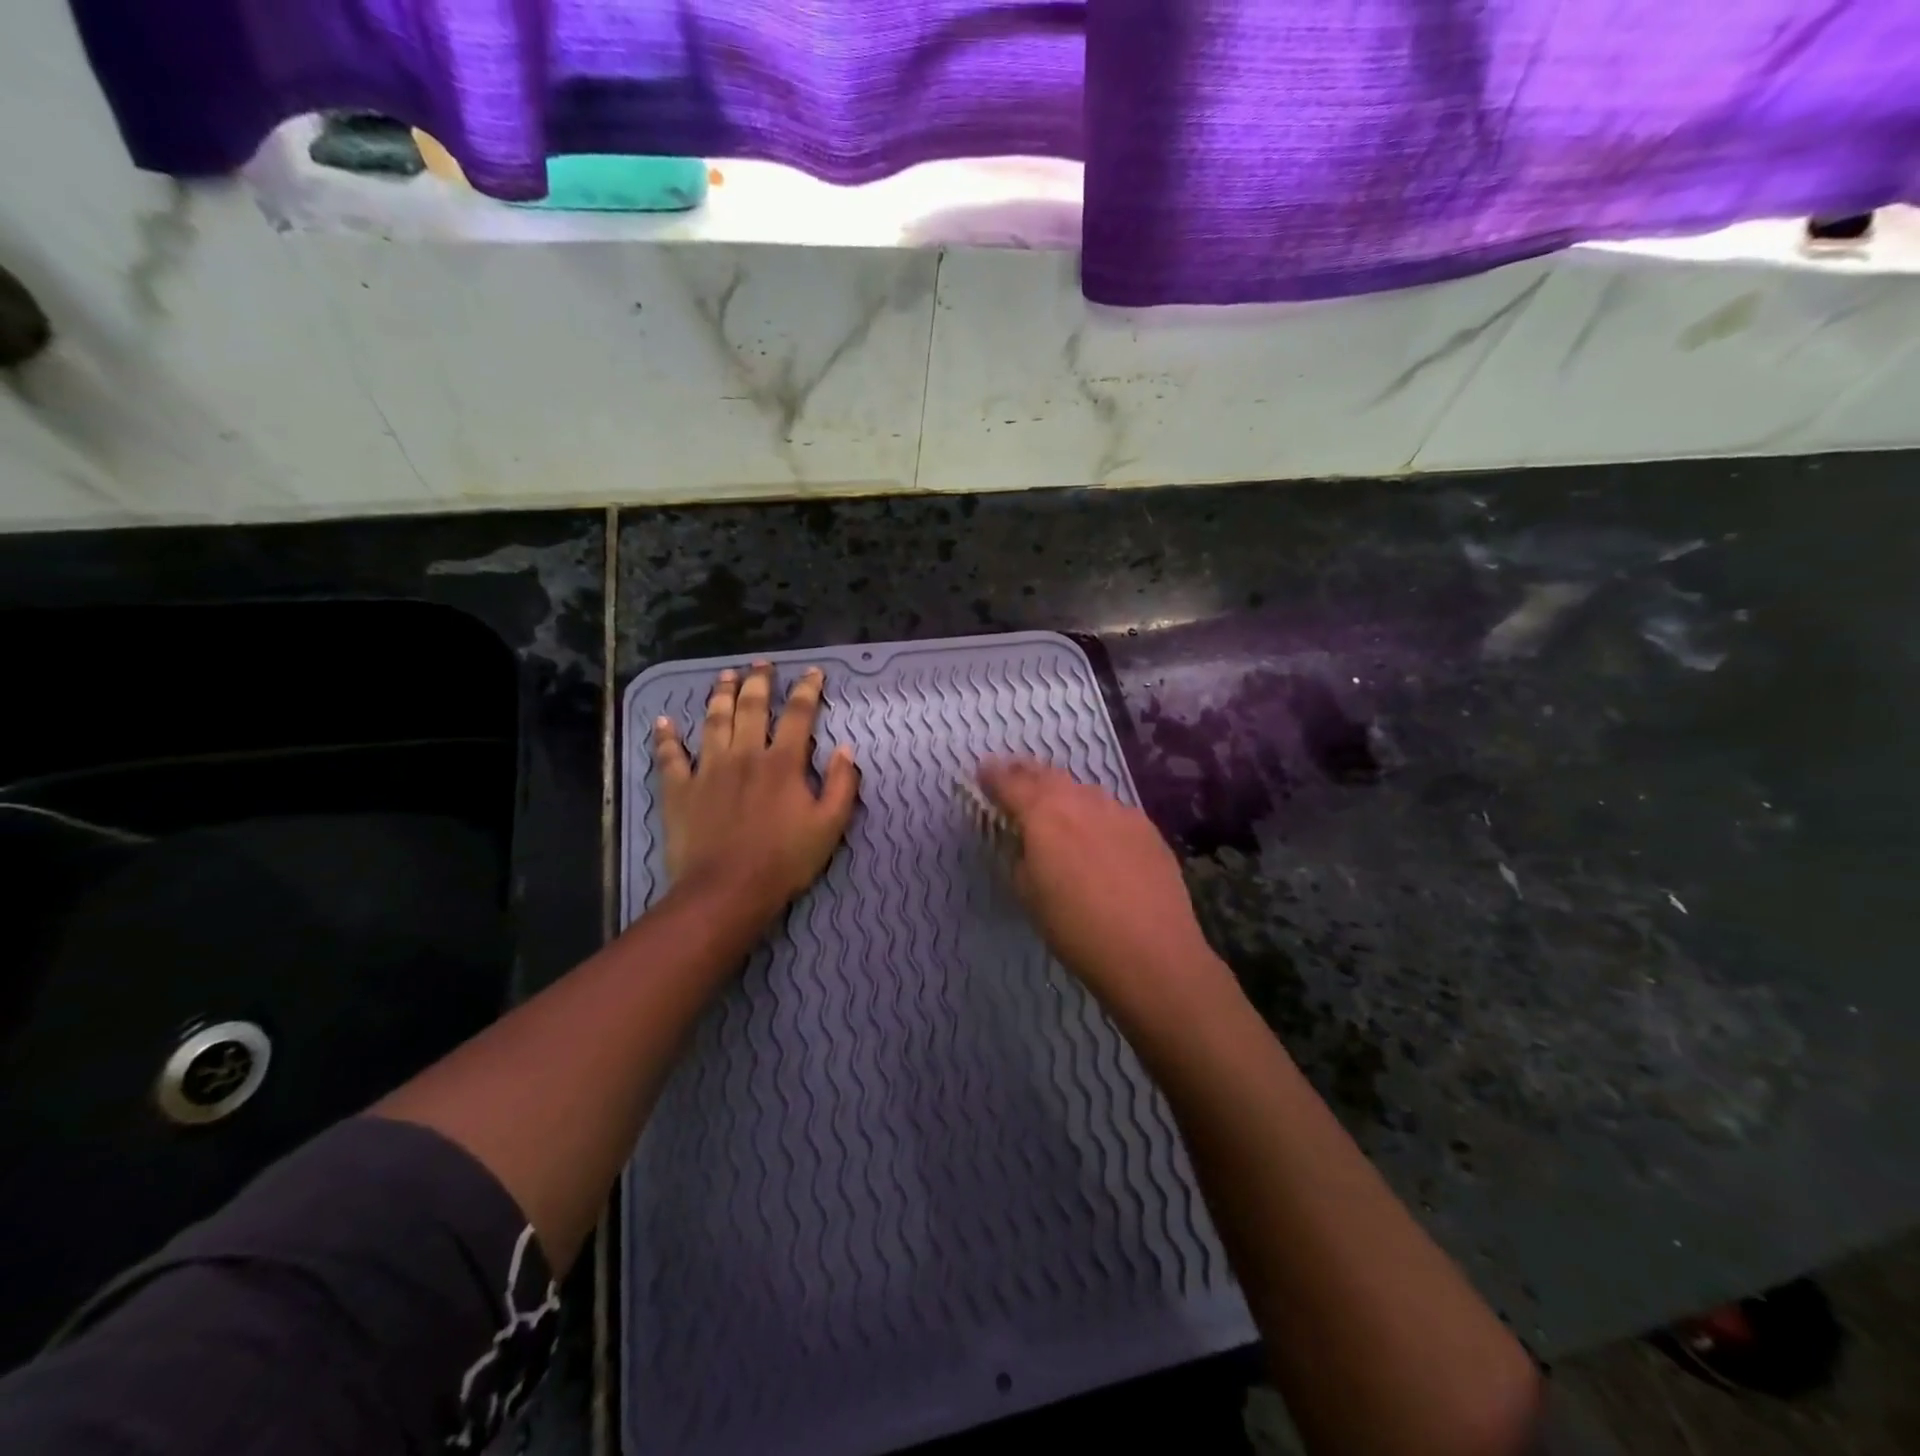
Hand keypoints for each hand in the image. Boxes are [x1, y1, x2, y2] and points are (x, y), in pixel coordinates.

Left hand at [652, 663, 859, 919]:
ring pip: (713, 721)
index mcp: (782, 763)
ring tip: (724, 676)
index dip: (808, 689)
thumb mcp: (830, 826)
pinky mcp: (679, 789)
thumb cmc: (784, 861)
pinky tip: (664, 722)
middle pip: (751, 707)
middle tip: (761, 664)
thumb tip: (846, 749)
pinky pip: (670, 756)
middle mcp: (744, 755)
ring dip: (719, 695)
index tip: (813, 673)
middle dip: (758, 681)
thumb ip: (842, 785)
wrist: (726, 891)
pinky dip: (666, 737)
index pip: (799, 714)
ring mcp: (708, 769)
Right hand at [978, 759, 1220, 1015]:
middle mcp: (1081, 801)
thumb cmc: (1075, 928)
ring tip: (1054, 804)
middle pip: (1048, 775)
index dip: (993, 776)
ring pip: (1083, 791)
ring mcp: (1119, 811)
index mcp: (1044, 814)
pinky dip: (1095, 815)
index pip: (1010, 782)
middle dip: (1026, 773)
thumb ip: (1021, 855)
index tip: (982, 771)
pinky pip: (1112, 811)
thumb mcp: (1028, 894)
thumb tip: (1026, 841)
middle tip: (1013, 774)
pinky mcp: (1148, 829)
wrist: (1151, 952)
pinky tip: (1097, 834)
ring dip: (1063, 793)